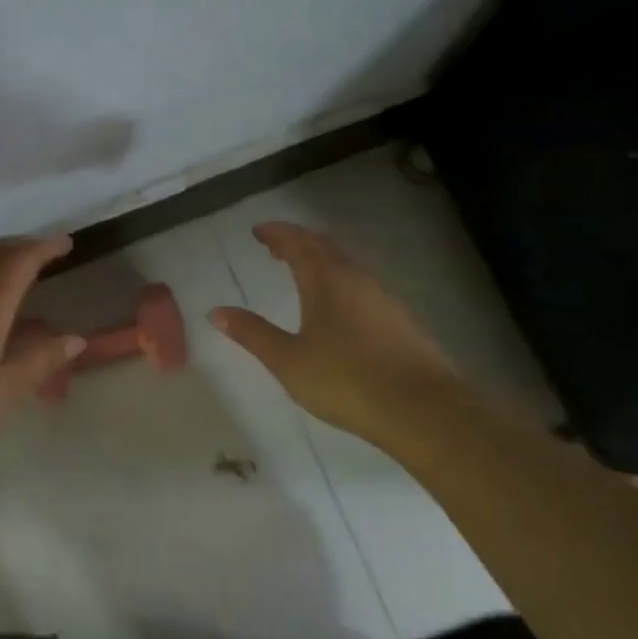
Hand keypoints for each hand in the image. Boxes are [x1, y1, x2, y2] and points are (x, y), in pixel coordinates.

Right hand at [210, 222, 450, 446]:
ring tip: (302, 272)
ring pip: (347, 264)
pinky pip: (362, 283)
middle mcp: (356, 278)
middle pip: (325, 247)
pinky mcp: (399, 318)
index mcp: (326, 279)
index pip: (298, 243)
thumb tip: (216, 312)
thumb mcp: (288, 360)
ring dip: (321, 260)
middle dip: (298, 242)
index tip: (258, 231)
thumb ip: (253, 334)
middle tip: (276, 248)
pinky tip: (338, 304)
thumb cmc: (345, 379)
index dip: (276, 234)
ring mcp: (383, 297)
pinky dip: (340, 279)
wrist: (421, 407)